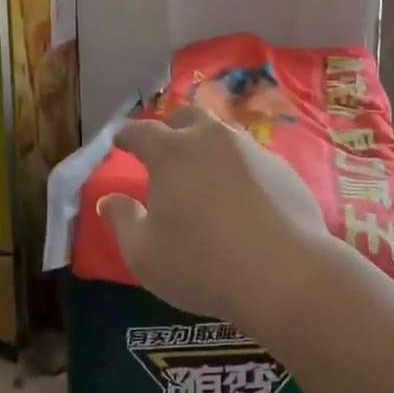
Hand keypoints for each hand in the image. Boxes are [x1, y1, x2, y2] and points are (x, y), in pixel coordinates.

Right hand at [97, 105, 336, 334]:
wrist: (285, 275)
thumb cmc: (202, 265)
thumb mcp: (144, 254)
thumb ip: (123, 220)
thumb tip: (108, 200)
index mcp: (171, 152)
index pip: (140, 131)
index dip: (126, 135)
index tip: (120, 141)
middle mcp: (210, 138)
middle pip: (185, 117)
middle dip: (170, 127)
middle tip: (164, 148)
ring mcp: (251, 149)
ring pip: (222, 133)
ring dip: (207, 144)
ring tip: (204, 169)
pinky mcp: (282, 168)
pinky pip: (251, 157)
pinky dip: (238, 167)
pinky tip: (242, 194)